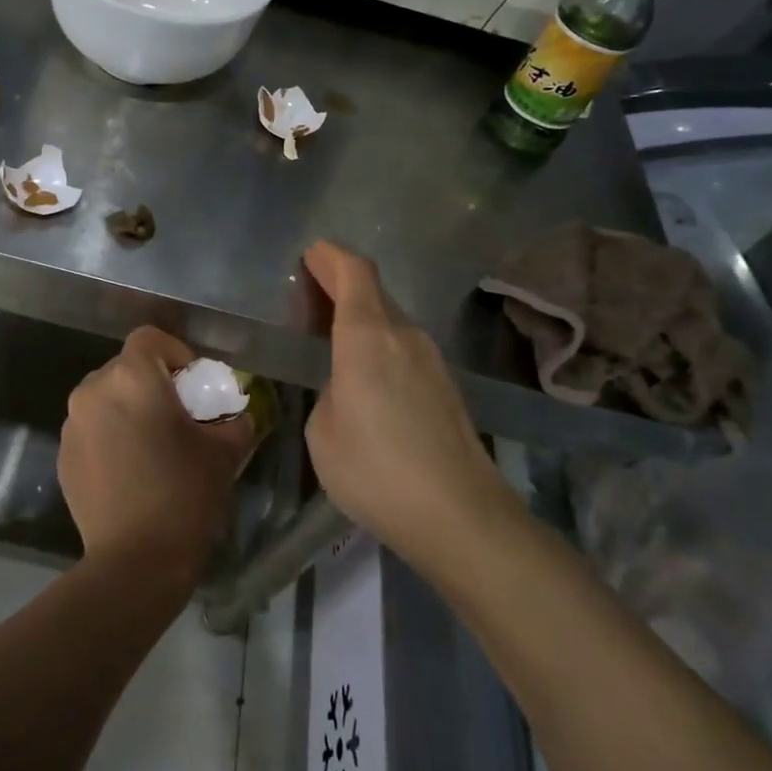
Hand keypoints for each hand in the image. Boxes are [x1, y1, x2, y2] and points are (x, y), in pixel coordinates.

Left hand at [59, 327, 253, 587]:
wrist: (135, 561)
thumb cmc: (184, 495)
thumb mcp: (225, 452)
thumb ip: (234, 420)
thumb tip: (235, 414)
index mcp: (133, 378)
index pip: (149, 338)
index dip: (175, 352)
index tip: (192, 384)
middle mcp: (94, 390)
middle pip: (125, 367)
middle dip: (153, 383)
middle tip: (178, 416)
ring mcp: (73, 424)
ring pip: (106, 397)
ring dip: (129, 409)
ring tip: (152, 445)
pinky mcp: (63, 455)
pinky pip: (91, 428)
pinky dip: (110, 435)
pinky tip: (130, 470)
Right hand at [303, 241, 514, 570]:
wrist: (460, 515)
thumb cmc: (375, 470)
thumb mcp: (323, 432)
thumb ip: (328, 393)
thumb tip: (345, 386)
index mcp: (368, 336)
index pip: (355, 272)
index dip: (331, 257)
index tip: (311, 254)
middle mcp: (405, 336)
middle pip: (374, 292)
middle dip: (342, 285)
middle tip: (311, 296)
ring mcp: (432, 361)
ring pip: (392, 321)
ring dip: (363, 317)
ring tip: (334, 337)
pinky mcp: (447, 387)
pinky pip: (405, 348)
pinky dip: (381, 344)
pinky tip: (368, 375)